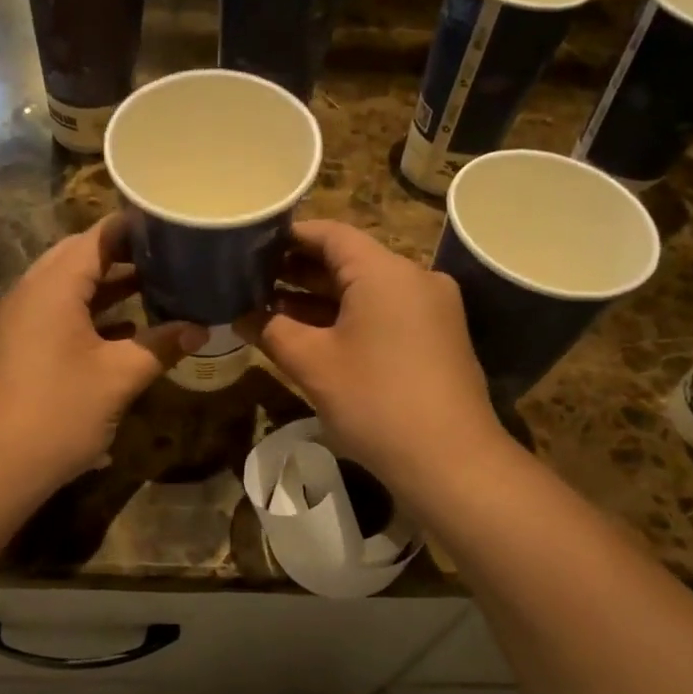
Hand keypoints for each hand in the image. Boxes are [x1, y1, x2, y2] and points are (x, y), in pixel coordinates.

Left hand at [0, 215, 203, 493]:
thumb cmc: (59, 412)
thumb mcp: (119, 377)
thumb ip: (161, 346)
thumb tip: (201, 329)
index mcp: (54, 286)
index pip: (98, 237)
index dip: (135, 227)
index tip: (173, 224)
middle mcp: (32, 291)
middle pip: (81, 256)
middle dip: (124, 254)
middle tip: (170, 254)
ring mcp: (21, 319)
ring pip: (69, 286)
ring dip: (109, 284)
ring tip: (157, 284)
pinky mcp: (19, 345)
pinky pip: (59, 311)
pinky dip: (91, 311)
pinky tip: (126, 328)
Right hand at [237, 220, 502, 491]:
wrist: (451, 460)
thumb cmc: (375, 401)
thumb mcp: (312, 364)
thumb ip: (271, 330)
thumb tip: (241, 315)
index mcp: (385, 272)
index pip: (330, 234)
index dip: (288, 236)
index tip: (252, 245)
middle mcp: (414, 278)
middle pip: (349, 260)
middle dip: (299, 270)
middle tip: (253, 279)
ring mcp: (431, 309)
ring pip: (366, 290)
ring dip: (321, 298)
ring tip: (272, 307)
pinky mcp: (437, 337)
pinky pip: (385, 313)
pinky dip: (349, 318)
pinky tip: (314, 335)